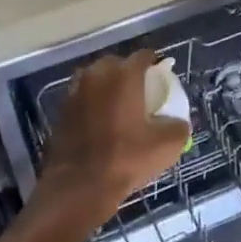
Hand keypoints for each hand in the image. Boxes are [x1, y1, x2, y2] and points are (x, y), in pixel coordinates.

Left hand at [35, 51, 188, 225]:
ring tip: (120, 104)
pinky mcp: (61, 111)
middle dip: (129, 71)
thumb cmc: (126, 159)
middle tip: (141, 90)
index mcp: (124, 76)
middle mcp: (96, 75)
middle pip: (116, 63)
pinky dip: (93, 102)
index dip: (155, 62)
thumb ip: (179, 126)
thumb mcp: (167, 145)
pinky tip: (101, 121)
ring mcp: (75, 92)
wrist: (79, 186)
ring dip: (107, 86)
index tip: (162, 73)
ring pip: (95, 79)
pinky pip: (82, 97)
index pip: (143, 56)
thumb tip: (178, 121)